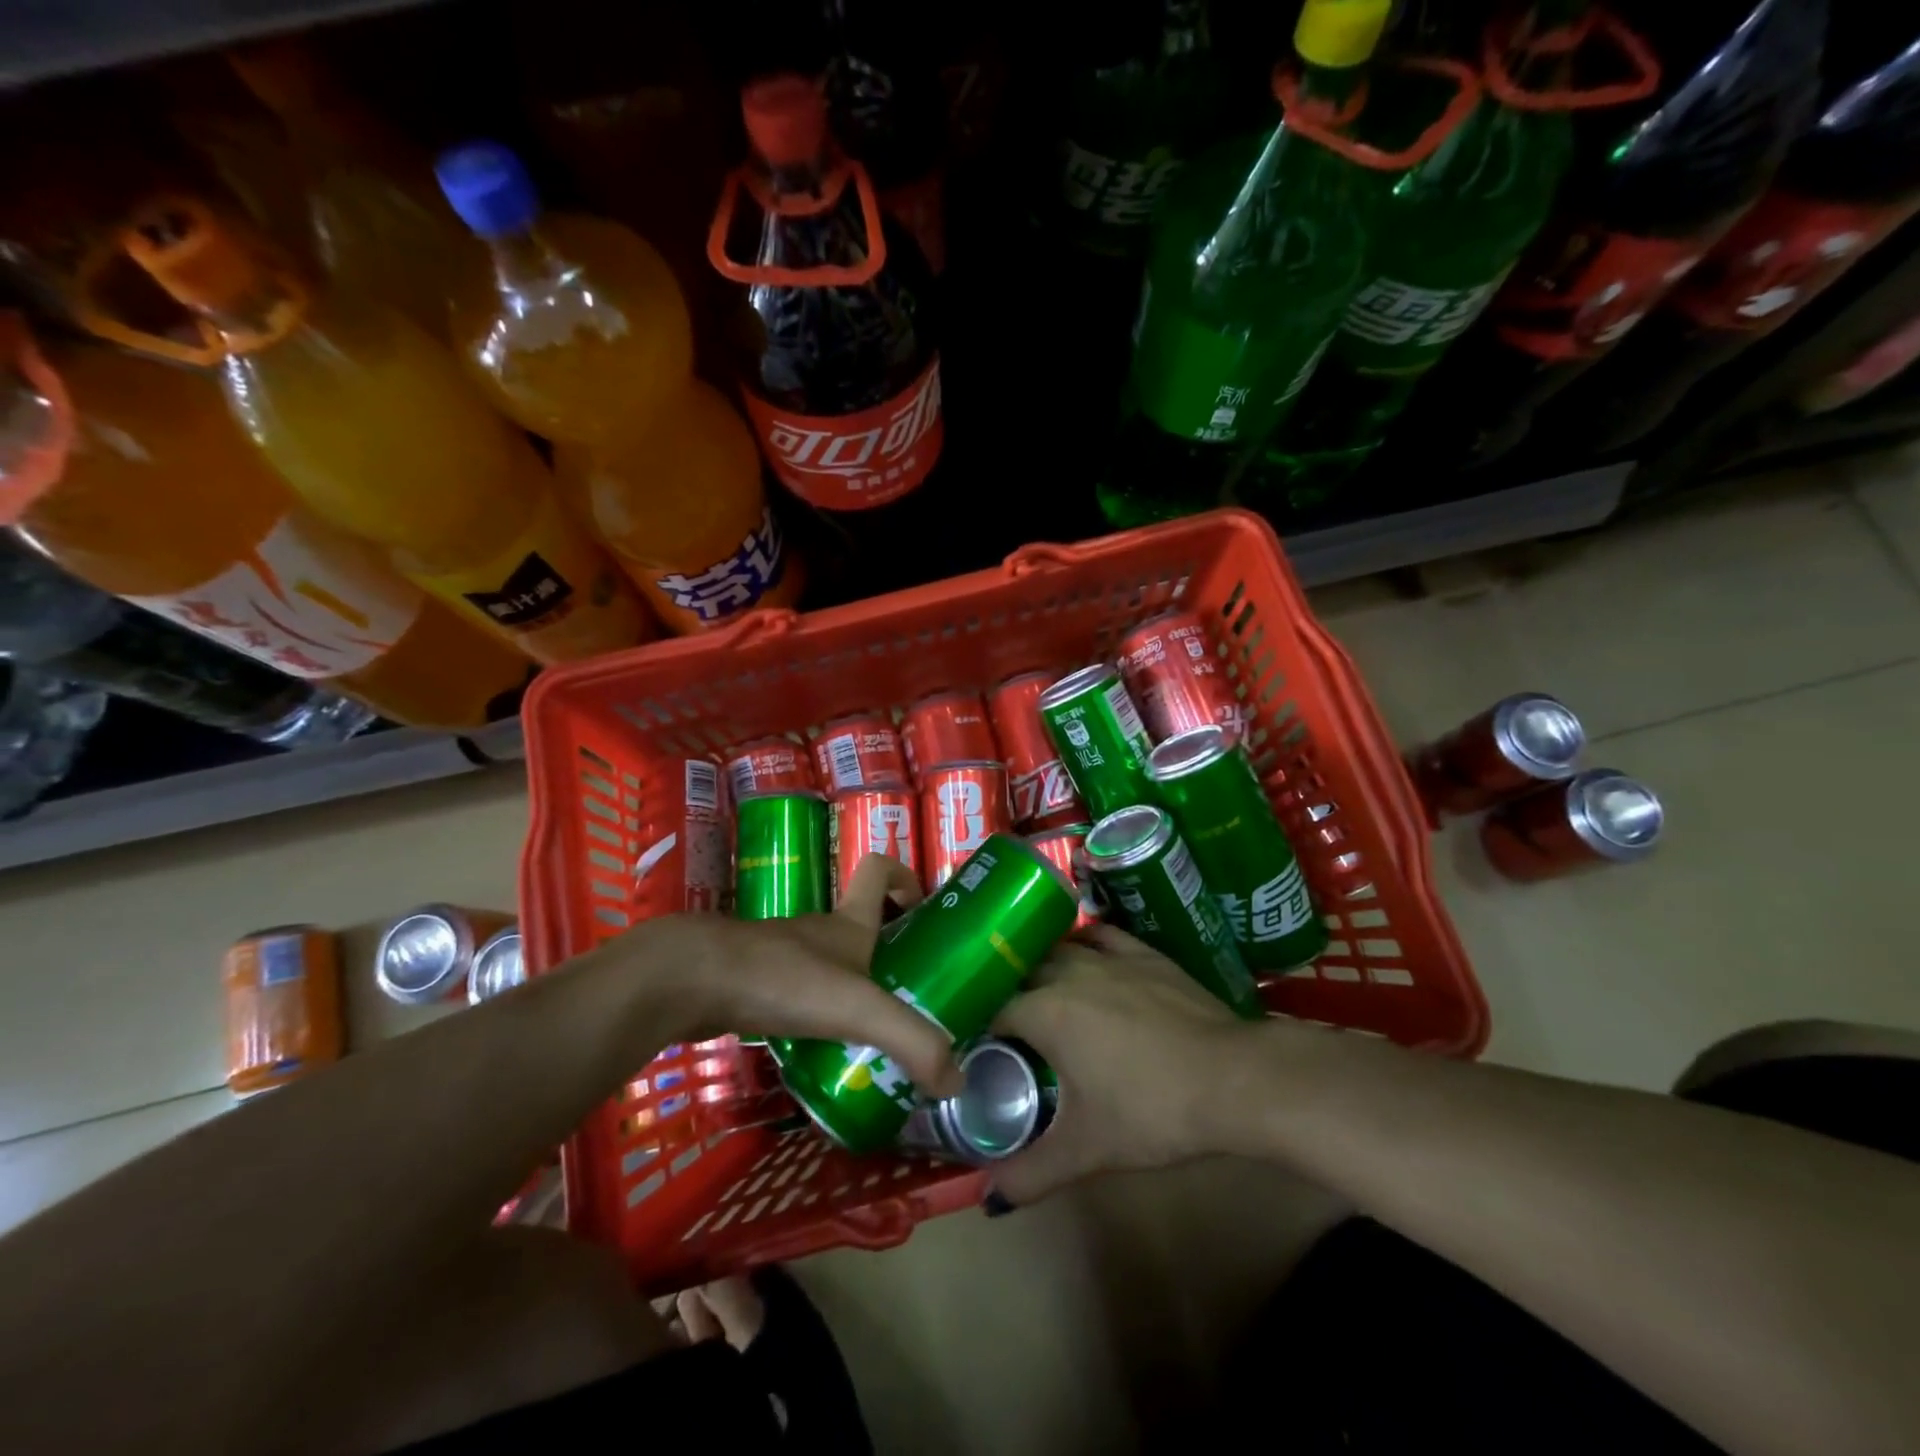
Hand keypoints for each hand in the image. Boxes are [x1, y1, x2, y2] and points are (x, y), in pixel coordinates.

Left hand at [631, 854, 962, 1098]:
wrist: (690, 983)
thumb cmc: (783, 978)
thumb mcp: (860, 1008)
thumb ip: (912, 1041)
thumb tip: (958, 1082)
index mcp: (849, 923)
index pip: (878, 870)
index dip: (904, 878)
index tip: (925, 910)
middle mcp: (820, 932)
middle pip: (863, 927)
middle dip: (891, 954)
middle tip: (918, 999)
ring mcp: (785, 959)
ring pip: (832, 967)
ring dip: (856, 994)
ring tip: (880, 1042)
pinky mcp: (756, 987)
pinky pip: (801, 998)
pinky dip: (819, 1021)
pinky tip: (827, 1059)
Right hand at [987, 925, 1257, 1205]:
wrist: (1232, 1079)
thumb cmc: (1151, 1111)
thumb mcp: (1086, 1150)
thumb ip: (1031, 1174)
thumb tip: (991, 1198)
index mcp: (1044, 1012)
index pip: (992, 1010)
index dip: (979, 1028)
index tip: (977, 1047)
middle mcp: (1068, 973)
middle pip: (1021, 972)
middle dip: (1006, 994)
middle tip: (1005, 1025)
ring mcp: (1109, 958)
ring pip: (1058, 949)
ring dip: (1040, 965)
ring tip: (1036, 988)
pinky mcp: (1144, 954)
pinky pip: (1101, 936)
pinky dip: (1083, 942)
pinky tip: (1083, 954)